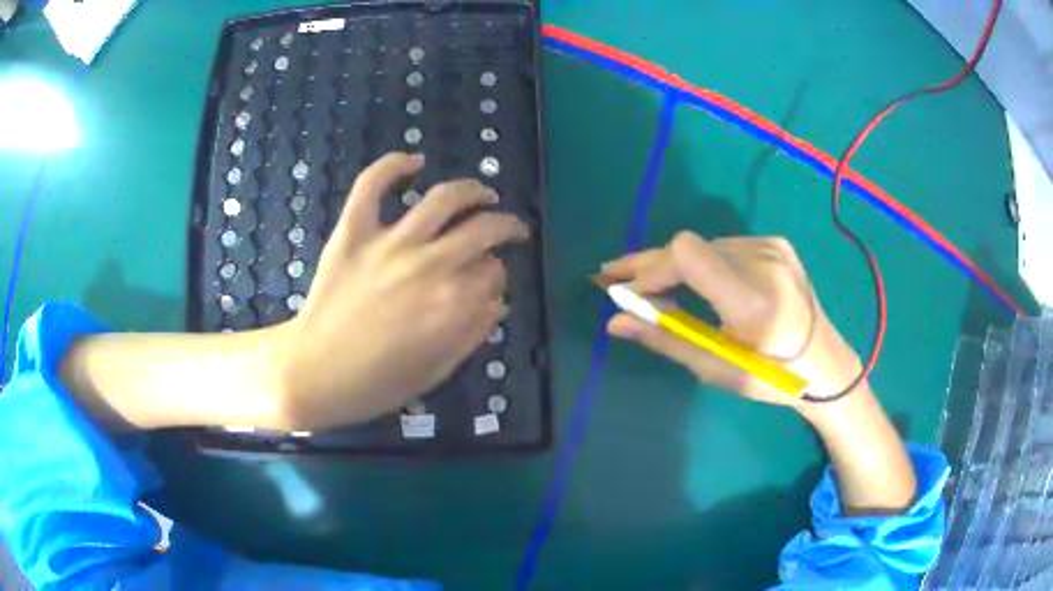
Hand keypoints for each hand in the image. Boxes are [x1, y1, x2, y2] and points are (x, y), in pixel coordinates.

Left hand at [277, 153, 528, 427]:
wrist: (312, 374)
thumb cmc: (374, 384)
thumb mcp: (435, 372)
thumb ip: (472, 334)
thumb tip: (498, 302)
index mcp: (452, 305)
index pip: (494, 273)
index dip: (498, 277)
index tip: (491, 284)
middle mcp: (429, 266)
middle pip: (483, 230)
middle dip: (506, 227)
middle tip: (510, 230)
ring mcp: (389, 244)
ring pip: (443, 199)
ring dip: (472, 190)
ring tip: (483, 194)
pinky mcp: (353, 233)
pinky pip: (372, 185)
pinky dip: (392, 165)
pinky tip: (413, 161)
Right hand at [600, 232, 864, 409]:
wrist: (825, 364)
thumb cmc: (771, 378)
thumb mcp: (717, 368)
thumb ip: (666, 339)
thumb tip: (615, 321)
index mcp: (753, 298)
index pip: (688, 254)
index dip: (651, 267)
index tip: (626, 291)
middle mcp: (764, 261)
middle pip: (690, 246)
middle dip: (650, 263)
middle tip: (612, 275)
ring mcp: (773, 248)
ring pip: (704, 246)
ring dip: (674, 265)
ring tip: (651, 285)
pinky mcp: (777, 244)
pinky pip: (724, 247)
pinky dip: (701, 263)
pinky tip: (692, 282)